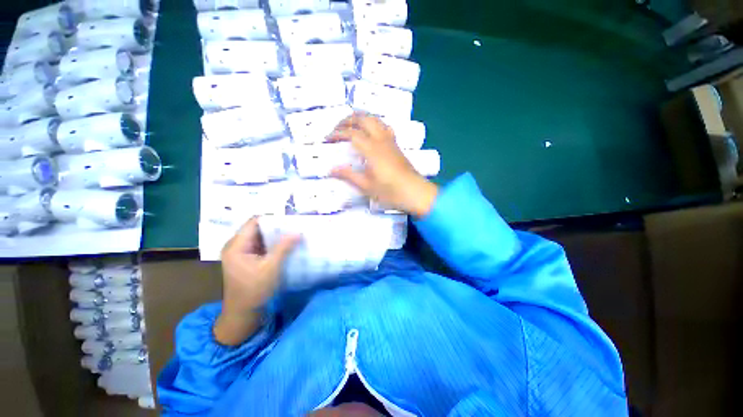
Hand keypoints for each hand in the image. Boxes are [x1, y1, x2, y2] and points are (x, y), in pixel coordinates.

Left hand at [214, 218, 298, 345]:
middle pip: (257, 229)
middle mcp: (236, 246)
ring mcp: (240, 252)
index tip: (289, 220)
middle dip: (276, 227)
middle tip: (294, 226)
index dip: (272, 219)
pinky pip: (260, 245)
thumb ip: (284, 247)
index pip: (254, 222)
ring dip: (275, 236)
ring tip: (292, 233)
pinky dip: (272, 244)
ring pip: (260, 237)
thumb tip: (298, 232)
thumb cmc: (255, 290)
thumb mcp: (271, 267)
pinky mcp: (246, 258)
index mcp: (236, 246)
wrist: (243, 313)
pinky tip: (285, 245)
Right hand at [329, 113, 438, 216]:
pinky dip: (373, 123)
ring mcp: (390, 141)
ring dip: (361, 118)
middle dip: (348, 120)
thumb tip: (331, 169)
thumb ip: (348, 175)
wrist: (415, 193)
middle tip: (337, 128)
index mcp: (372, 149)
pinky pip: (384, 126)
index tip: (327, 138)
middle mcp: (381, 140)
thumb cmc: (390, 192)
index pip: (351, 133)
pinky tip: (370, 132)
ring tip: (351, 126)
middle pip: (363, 119)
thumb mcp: (366, 186)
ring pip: (375, 119)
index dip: (337, 133)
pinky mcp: (396, 145)